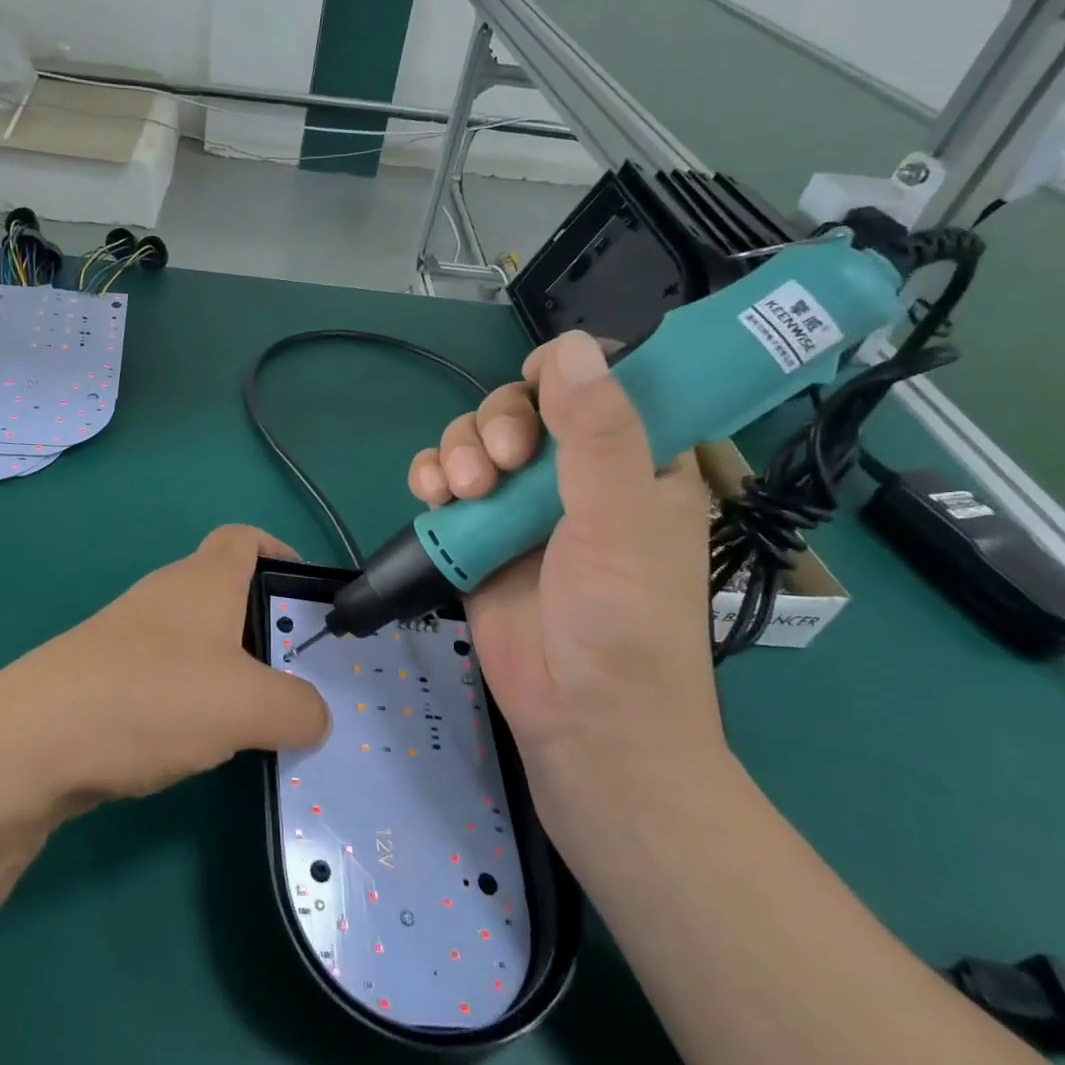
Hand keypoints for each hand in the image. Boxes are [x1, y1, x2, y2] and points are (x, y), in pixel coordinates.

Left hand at [0, 525, 330, 812]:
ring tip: (251, 720)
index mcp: (203, 580)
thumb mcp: (248, 706)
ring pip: (195, 640)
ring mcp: (128, 635)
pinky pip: (164, 675)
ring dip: (227, 671)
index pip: (245, 538)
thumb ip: (298, 708)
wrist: (33, 741)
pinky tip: (194, 742)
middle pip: (225, 593)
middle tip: (292, 678)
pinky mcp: (104, 675)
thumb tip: (314, 715)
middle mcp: (164, 596)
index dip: (281, 553)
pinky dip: (189, 699)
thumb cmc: (153, 698)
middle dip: (264, 630)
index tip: (306, 597)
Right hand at [406, 331, 721, 782]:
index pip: (600, 381)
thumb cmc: (623, 622)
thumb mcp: (620, 520)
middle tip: (503, 468)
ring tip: (462, 494)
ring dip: (458, 452)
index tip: (543, 398)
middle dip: (499, 424)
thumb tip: (572, 345)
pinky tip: (432, 498)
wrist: (580, 719)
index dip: (565, 375)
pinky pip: (443, 480)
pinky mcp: (477, 532)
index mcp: (634, 459)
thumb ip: (597, 433)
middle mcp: (576, 473)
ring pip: (475, 438)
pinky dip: (430, 477)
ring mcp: (521, 504)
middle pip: (521, 403)